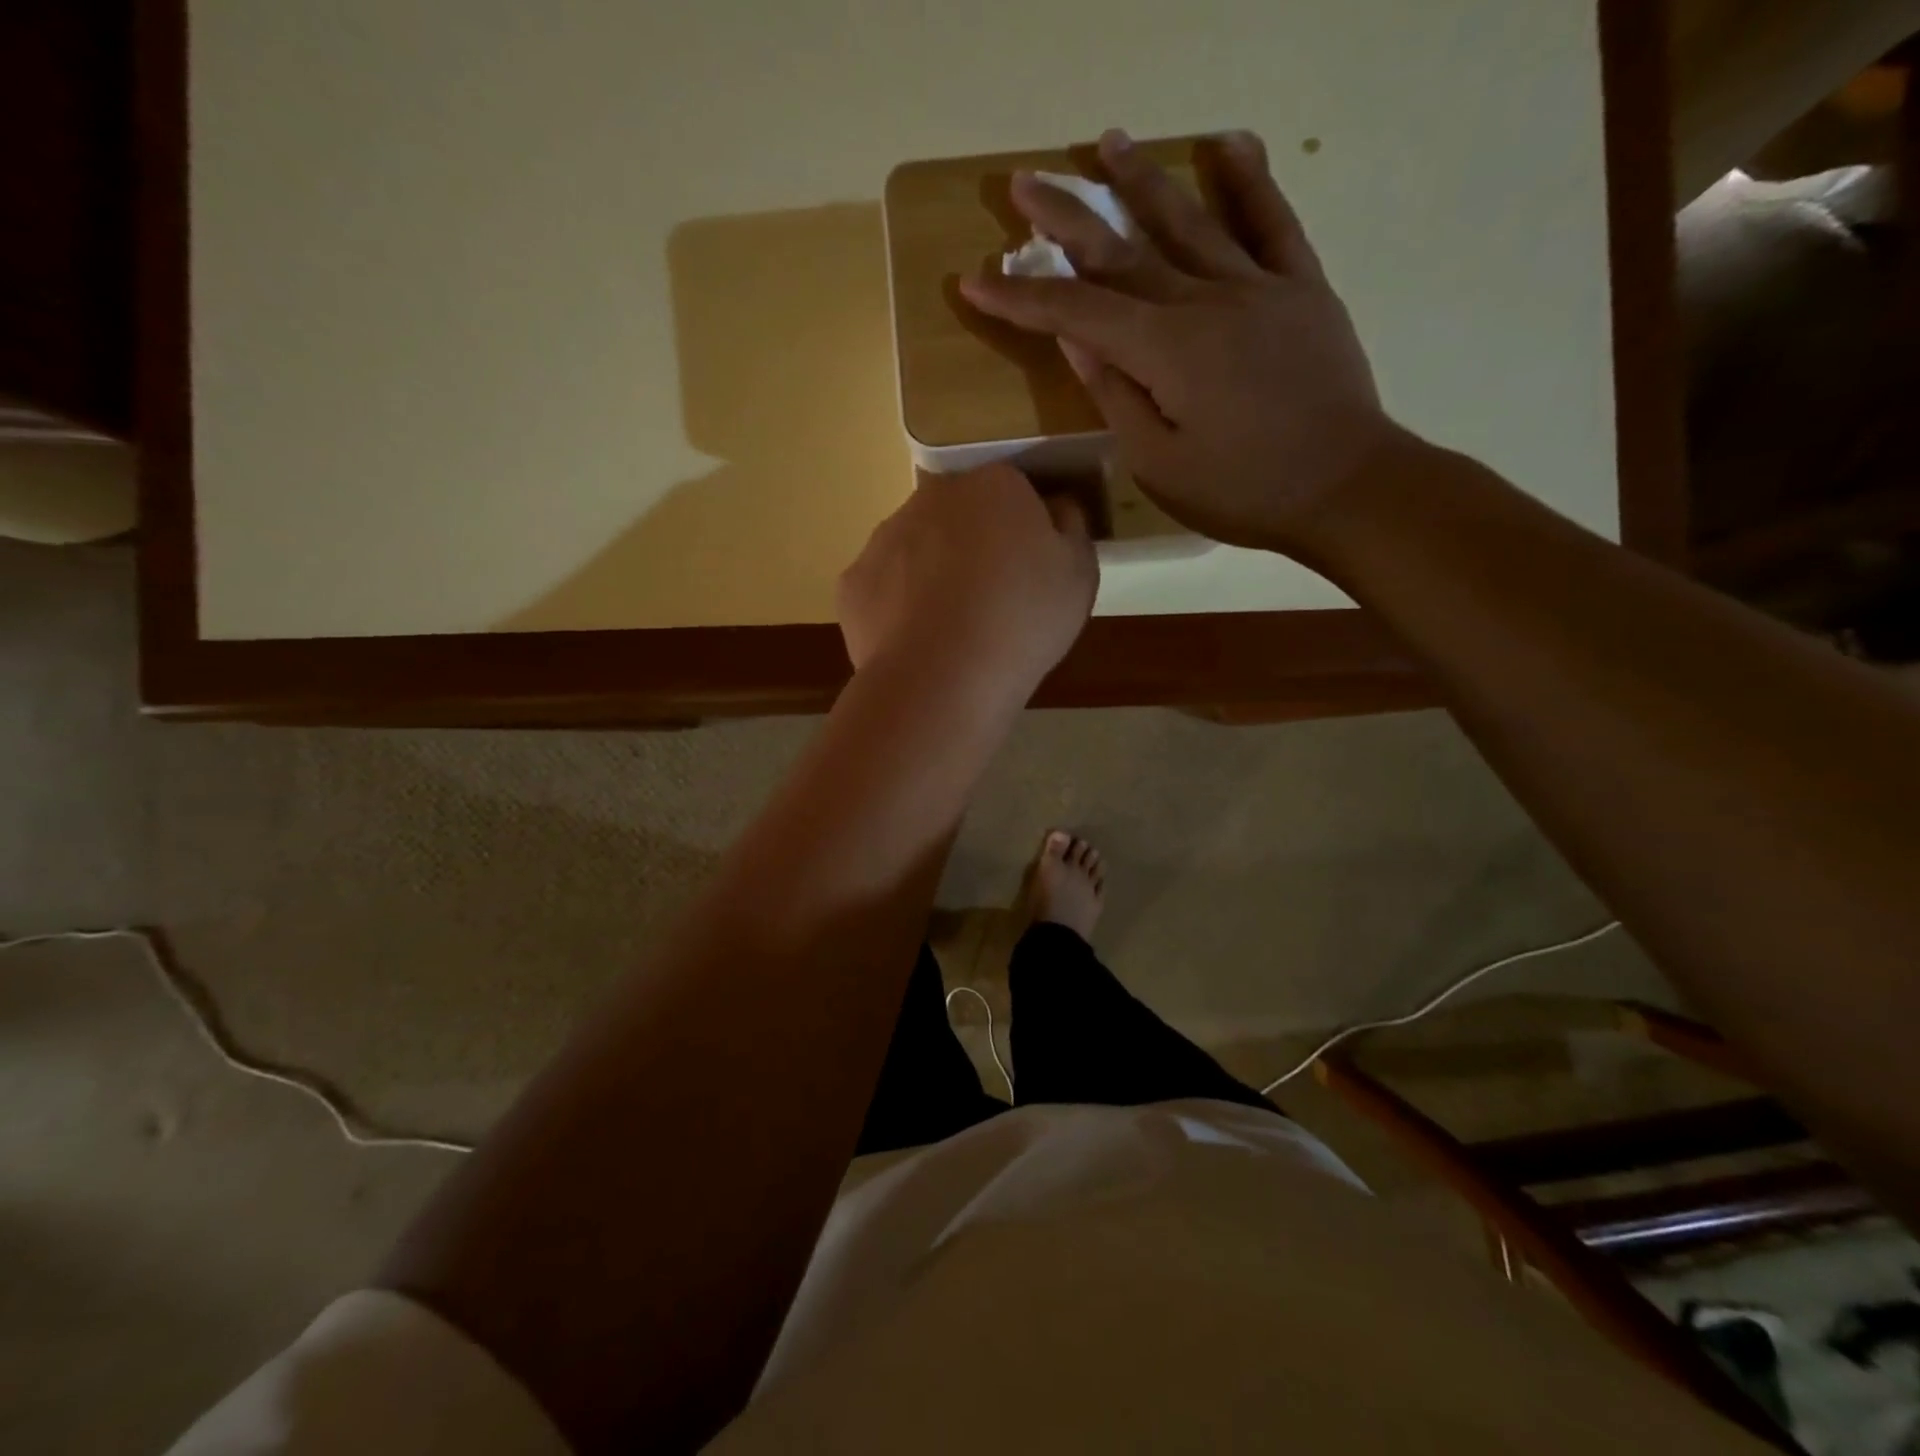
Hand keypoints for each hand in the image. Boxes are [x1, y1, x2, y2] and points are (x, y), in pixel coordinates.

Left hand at [838, 464, 1096, 703]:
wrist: (942, 678)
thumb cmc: (1022, 620)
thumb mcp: (1079, 574)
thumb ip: (1070, 528)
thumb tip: (1054, 508)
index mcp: (993, 485)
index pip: (1012, 491)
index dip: (1023, 530)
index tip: (1030, 570)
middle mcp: (931, 497)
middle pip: (958, 515)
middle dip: (972, 545)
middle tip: (991, 600)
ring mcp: (884, 538)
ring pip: (915, 548)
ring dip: (931, 574)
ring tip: (950, 629)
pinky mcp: (852, 582)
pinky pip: (883, 588)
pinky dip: (897, 609)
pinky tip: (916, 643)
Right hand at [959, 129, 1404, 553]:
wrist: (1347, 486)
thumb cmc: (1242, 491)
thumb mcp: (1159, 464)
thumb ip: (1117, 398)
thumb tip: (1079, 342)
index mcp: (1165, 350)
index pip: (1077, 313)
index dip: (1022, 298)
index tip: (975, 282)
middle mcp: (1206, 300)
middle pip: (1123, 252)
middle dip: (1067, 219)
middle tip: (1027, 182)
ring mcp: (1258, 287)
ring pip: (1189, 221)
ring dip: (1143, 180)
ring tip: (1109, 141)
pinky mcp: (1302, 289)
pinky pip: (1272, 222)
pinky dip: (1250, 180)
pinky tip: (1229, 144)